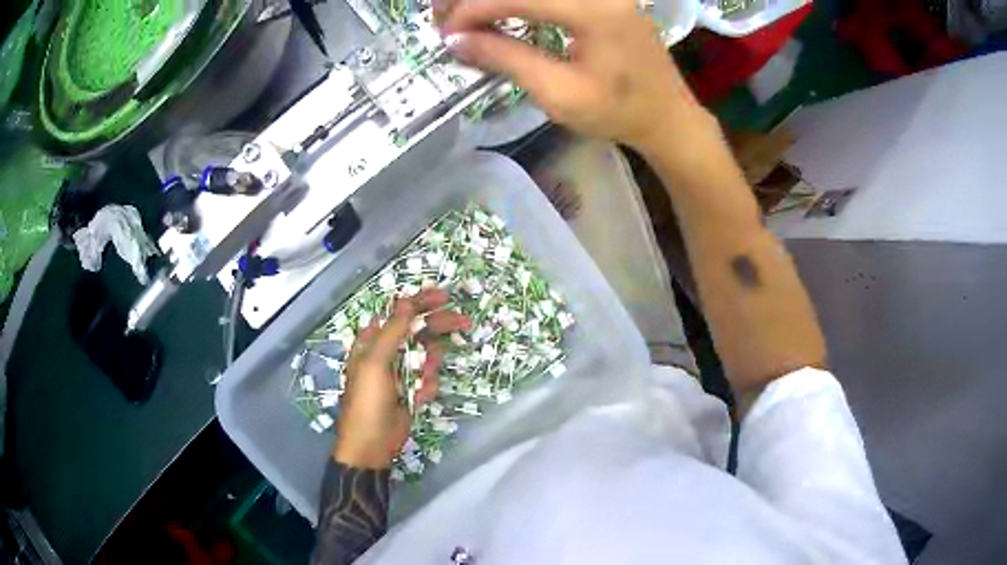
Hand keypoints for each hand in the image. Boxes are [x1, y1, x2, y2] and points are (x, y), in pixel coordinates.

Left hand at [334, 289, 470, 468]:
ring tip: (423, 380)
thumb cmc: (367, 401)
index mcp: (372, 341)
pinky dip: (427, 386)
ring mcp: (400, 372)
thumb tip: (406, 301)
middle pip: (417, 330)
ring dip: (430, 364)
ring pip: (426, 356)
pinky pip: (427, 379)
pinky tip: (419, 397)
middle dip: (438, 327)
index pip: (398, 313)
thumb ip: (392, 331)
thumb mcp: (376, 363)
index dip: (420, 302)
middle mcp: (387, 353)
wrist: (372, 445)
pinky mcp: (411, 390)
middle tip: (464, 322)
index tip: (444, 297)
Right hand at [439, 0, 707, 150]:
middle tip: (444, 16)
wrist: (668, 116)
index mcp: (594, 10)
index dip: (473, 10)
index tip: (445, 33)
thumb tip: (457, 40)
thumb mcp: (560, 94)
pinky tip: (497, 11)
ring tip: (464, 14)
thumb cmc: (620, 113)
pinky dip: (518, 1)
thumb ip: (507, 59)